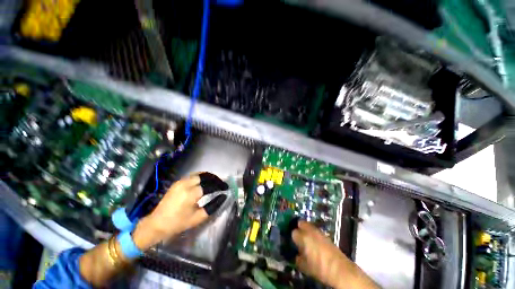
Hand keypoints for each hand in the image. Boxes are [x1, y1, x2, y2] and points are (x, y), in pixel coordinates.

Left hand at [132, 173, 227, 250]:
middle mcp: (186, 184)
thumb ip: (212, 206)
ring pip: (199, 174)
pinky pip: (193, 176)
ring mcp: (180, 182)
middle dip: (215, 179)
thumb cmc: (178, 223)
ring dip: (209, 177)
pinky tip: (205, 182)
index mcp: (191, 194)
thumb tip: (223, 197)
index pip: (210, 185)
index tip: (226, 188)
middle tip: (221, 184)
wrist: (156, 223)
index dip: (219, 186)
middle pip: (205, 176)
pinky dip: (202, 177)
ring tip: (215, 182)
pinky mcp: (178, 182)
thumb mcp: (198, 218)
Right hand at [292, 221, 377, 288]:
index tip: (293, 243)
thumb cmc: (320, 268)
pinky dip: (313, 233)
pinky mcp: (325, 235)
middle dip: (298, 227)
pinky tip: (314, 242)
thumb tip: (296, 255)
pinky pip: (315, 230)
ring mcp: (319, 232)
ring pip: (309, 225)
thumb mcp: (305, 267)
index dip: (293, 238)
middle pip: (301, 223)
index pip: (293, 232)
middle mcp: (310, 231)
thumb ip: (298, 259)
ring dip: (306, 229)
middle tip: (298, 236)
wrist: (340, 269)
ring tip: (305, 238)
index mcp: (303, 237)